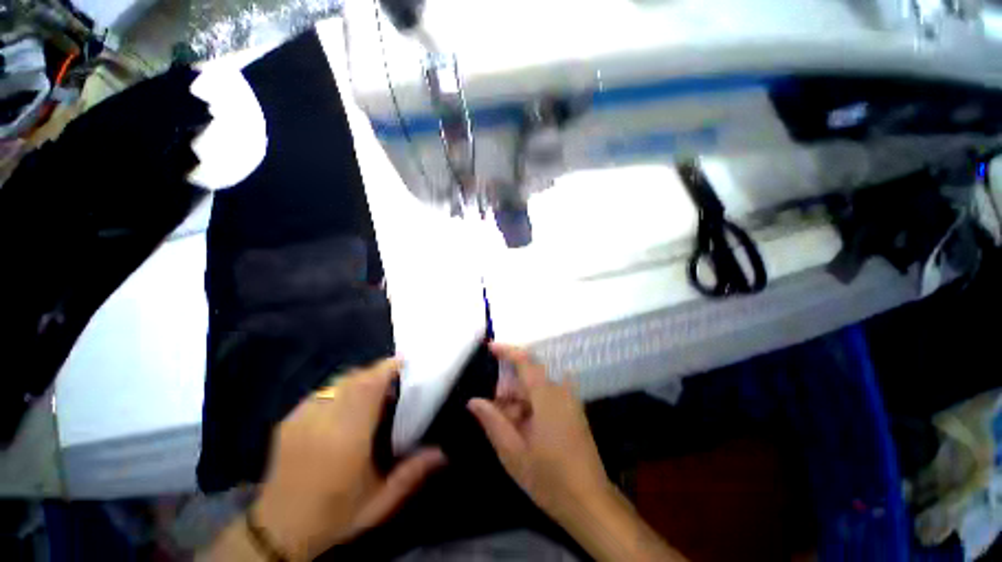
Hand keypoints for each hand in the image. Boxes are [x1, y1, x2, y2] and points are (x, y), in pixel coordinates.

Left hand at [252, 358, 444, 560]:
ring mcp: (301, 418)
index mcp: (347, 438)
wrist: (278, 531)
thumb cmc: (335, 515)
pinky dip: (339, 390)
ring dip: (358, 379)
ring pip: (336, 382)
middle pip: (353, 379)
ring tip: (371, 391)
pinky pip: (321, 392)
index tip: (403, 361)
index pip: (368, 388)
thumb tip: (443, 453)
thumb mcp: (379, 501)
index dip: (385, 369)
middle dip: (375, 371)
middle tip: (392, 377)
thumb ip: (412, 473)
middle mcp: (323, 421)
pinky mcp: (288, 420)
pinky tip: (344, 406)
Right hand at [467, 344, 611, 523]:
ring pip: (536, 388)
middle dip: (508, 390)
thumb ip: (492, 421)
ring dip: (519, 401)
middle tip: (495, 412)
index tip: (490, 348)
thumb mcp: (513, 452)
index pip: (525, 361)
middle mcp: (560, 391)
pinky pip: (547, 397)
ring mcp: (570, 401)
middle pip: (528, 376)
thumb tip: (473, 400)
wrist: (590, 502)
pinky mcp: (574, 411)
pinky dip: (531, 406)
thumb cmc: (549, 478)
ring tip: (509, 428)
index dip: (507, 351)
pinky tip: (525, 429)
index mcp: (546, 396)